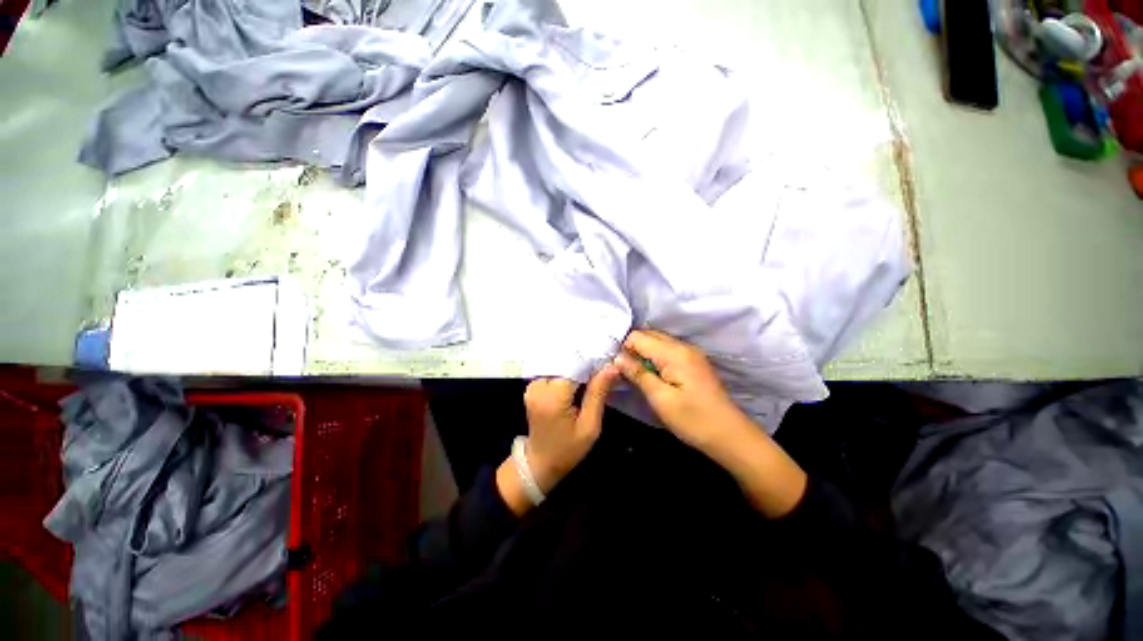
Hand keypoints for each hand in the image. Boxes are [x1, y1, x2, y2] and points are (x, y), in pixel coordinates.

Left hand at [522, 365, 620, 491]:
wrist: (540, 463)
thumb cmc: (568, 449)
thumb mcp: (590, 426)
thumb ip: (598, 393)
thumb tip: (611, 367)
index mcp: (553, 397)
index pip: (574, 366)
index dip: (592, 363)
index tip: (608, 362)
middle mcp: (538, 386)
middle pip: (565, 363)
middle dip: (584, 364)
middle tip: (602, 367)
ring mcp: (532, 386)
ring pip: (559, 365)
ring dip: (575, 367)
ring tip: (591, 373)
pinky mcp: (532, 387)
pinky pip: (552, 371)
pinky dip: (566, 372)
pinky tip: (577, 379)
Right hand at [613, 330, 751, 453]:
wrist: (729, 435)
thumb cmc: (693, 420)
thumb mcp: (660, 399)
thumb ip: (638, 374)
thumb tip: (617, 357)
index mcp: (674, 353)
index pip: (638, 336)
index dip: (624, 348)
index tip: (617, 367)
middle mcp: (683, 346)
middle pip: (648, 335)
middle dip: (632, 349)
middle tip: (624, 371)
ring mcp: (690, 353)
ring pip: (657, 342)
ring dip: (643, 353)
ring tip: (636, 374)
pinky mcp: (693, 361)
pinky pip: (667, 350)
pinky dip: (654, 358)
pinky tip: (651, 375)